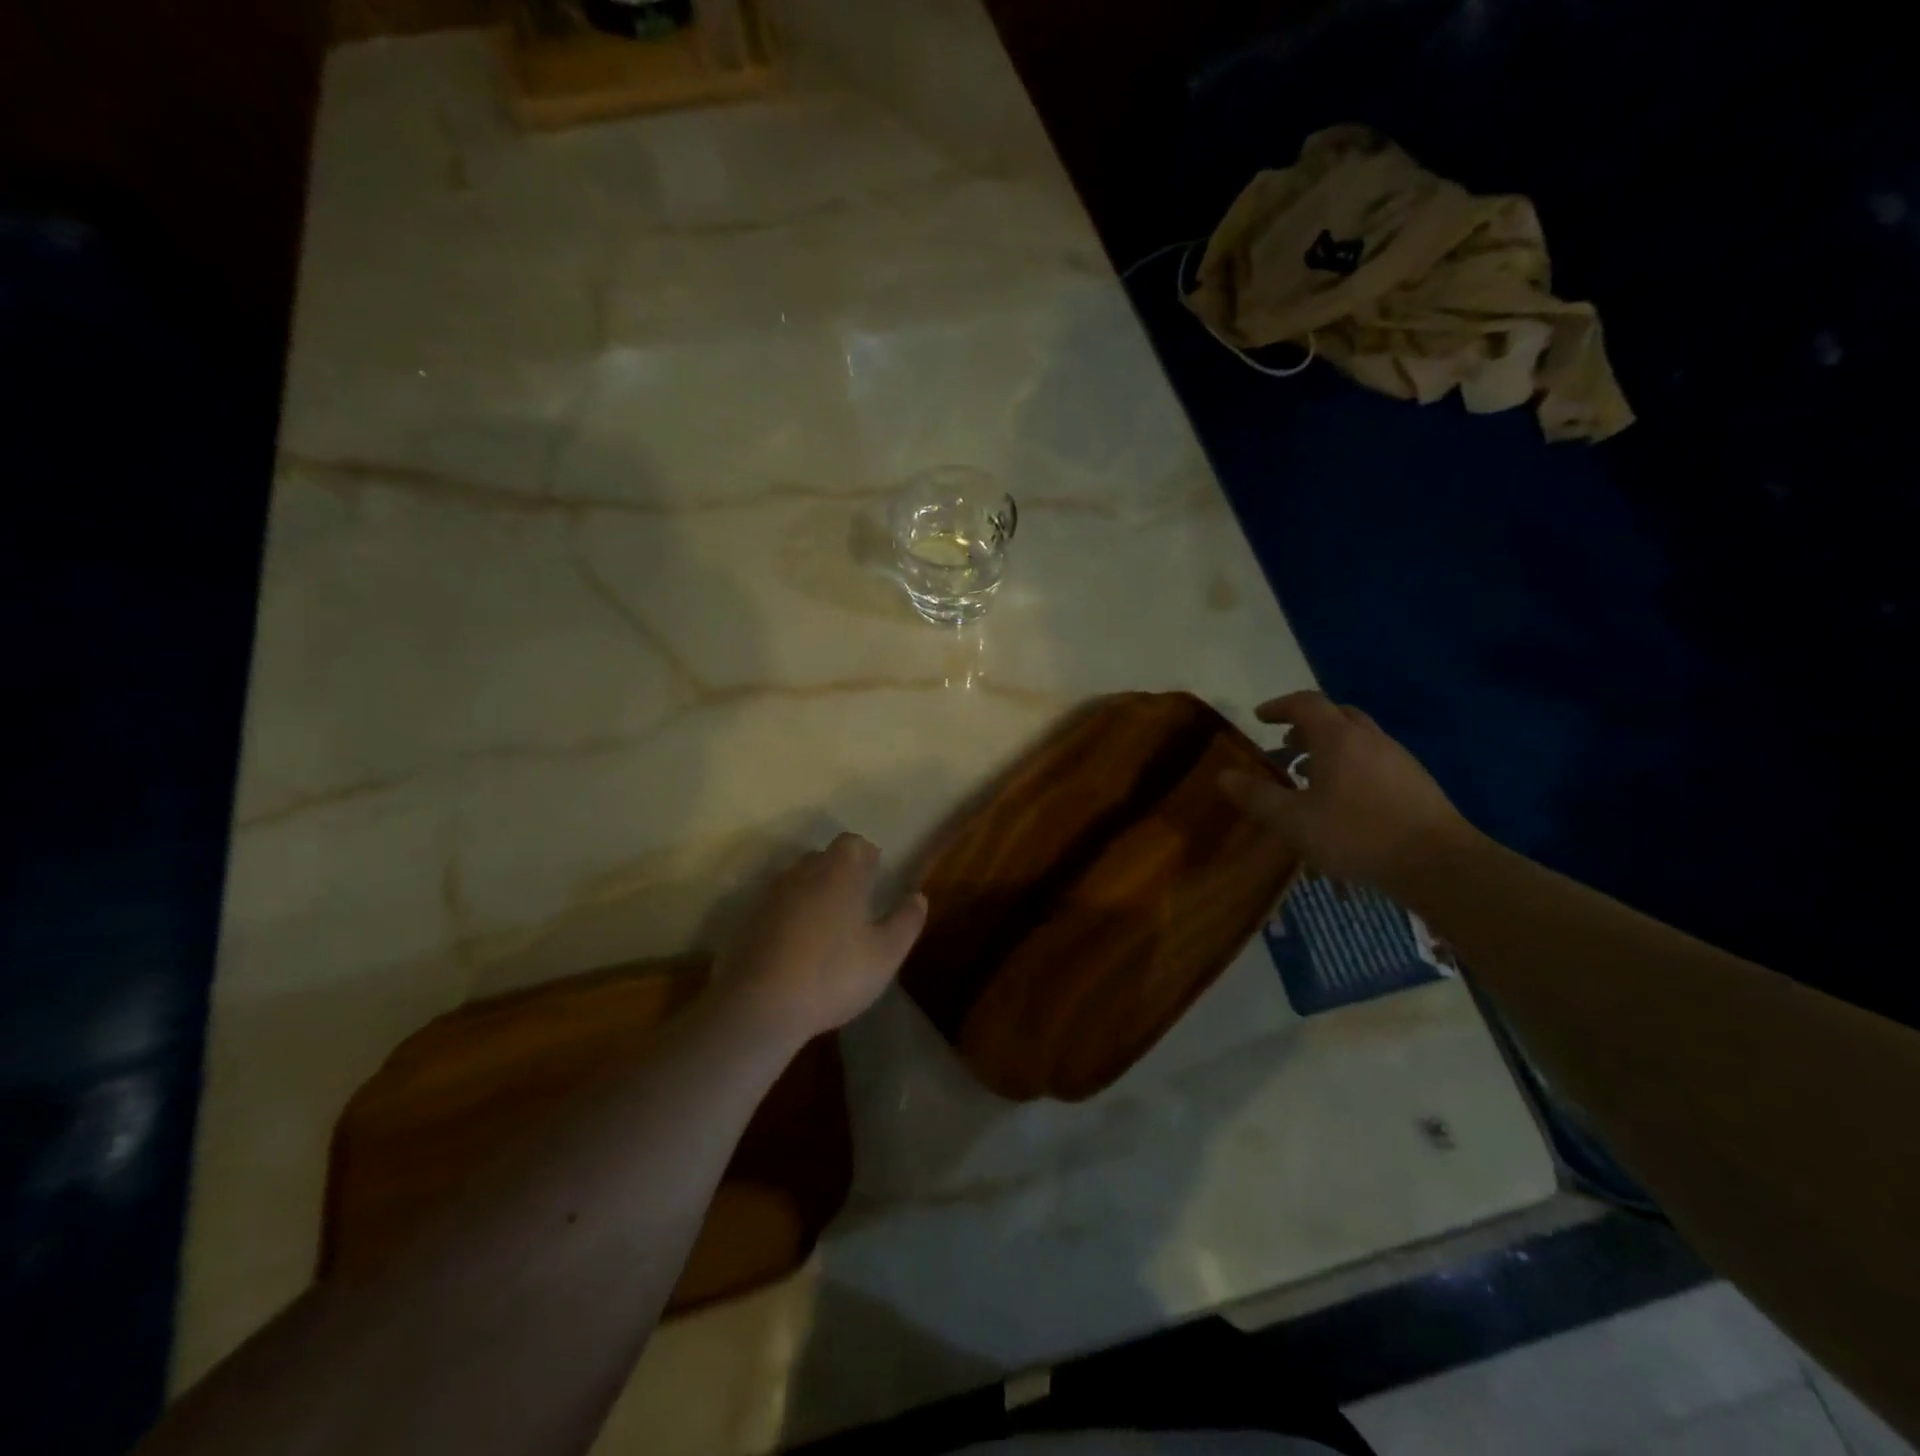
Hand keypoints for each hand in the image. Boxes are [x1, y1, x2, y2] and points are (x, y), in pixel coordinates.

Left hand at [712, 833, 927, 1043]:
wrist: (759, 1006)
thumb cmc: (833, 975)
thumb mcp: (885, 955)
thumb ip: (906, 922)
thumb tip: (919, 896)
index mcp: (839, 873)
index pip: (852, 843)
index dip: (866, 854)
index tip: (876, 874)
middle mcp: (803, 874)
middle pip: (823, 858)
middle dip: (840, 871)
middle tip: (856, 900)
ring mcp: (771, 896)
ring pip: (797, 880)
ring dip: (813, 893)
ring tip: (828, 924)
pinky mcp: (749, 921)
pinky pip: (777, 906)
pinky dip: (790, 915)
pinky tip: (798, 946)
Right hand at [1219, 691, 1473, 885]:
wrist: (1438, 864)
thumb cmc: (1357, 834)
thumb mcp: (1294, 821)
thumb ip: (1257, 797)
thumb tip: (1224, 776)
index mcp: (1338, 738)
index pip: (1306, 703)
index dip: (1279, 706)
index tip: (1260, 718)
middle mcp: (1370, 739)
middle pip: (1336, 715)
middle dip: (1306, 726)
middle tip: (1285, 746)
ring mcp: (1398, 759)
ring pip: (1357, 739)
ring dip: (1329, 748)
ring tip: (1308, 778)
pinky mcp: (1415, 782)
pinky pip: (1374, 760)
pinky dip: (1350, 766)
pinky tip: (1343, 801)